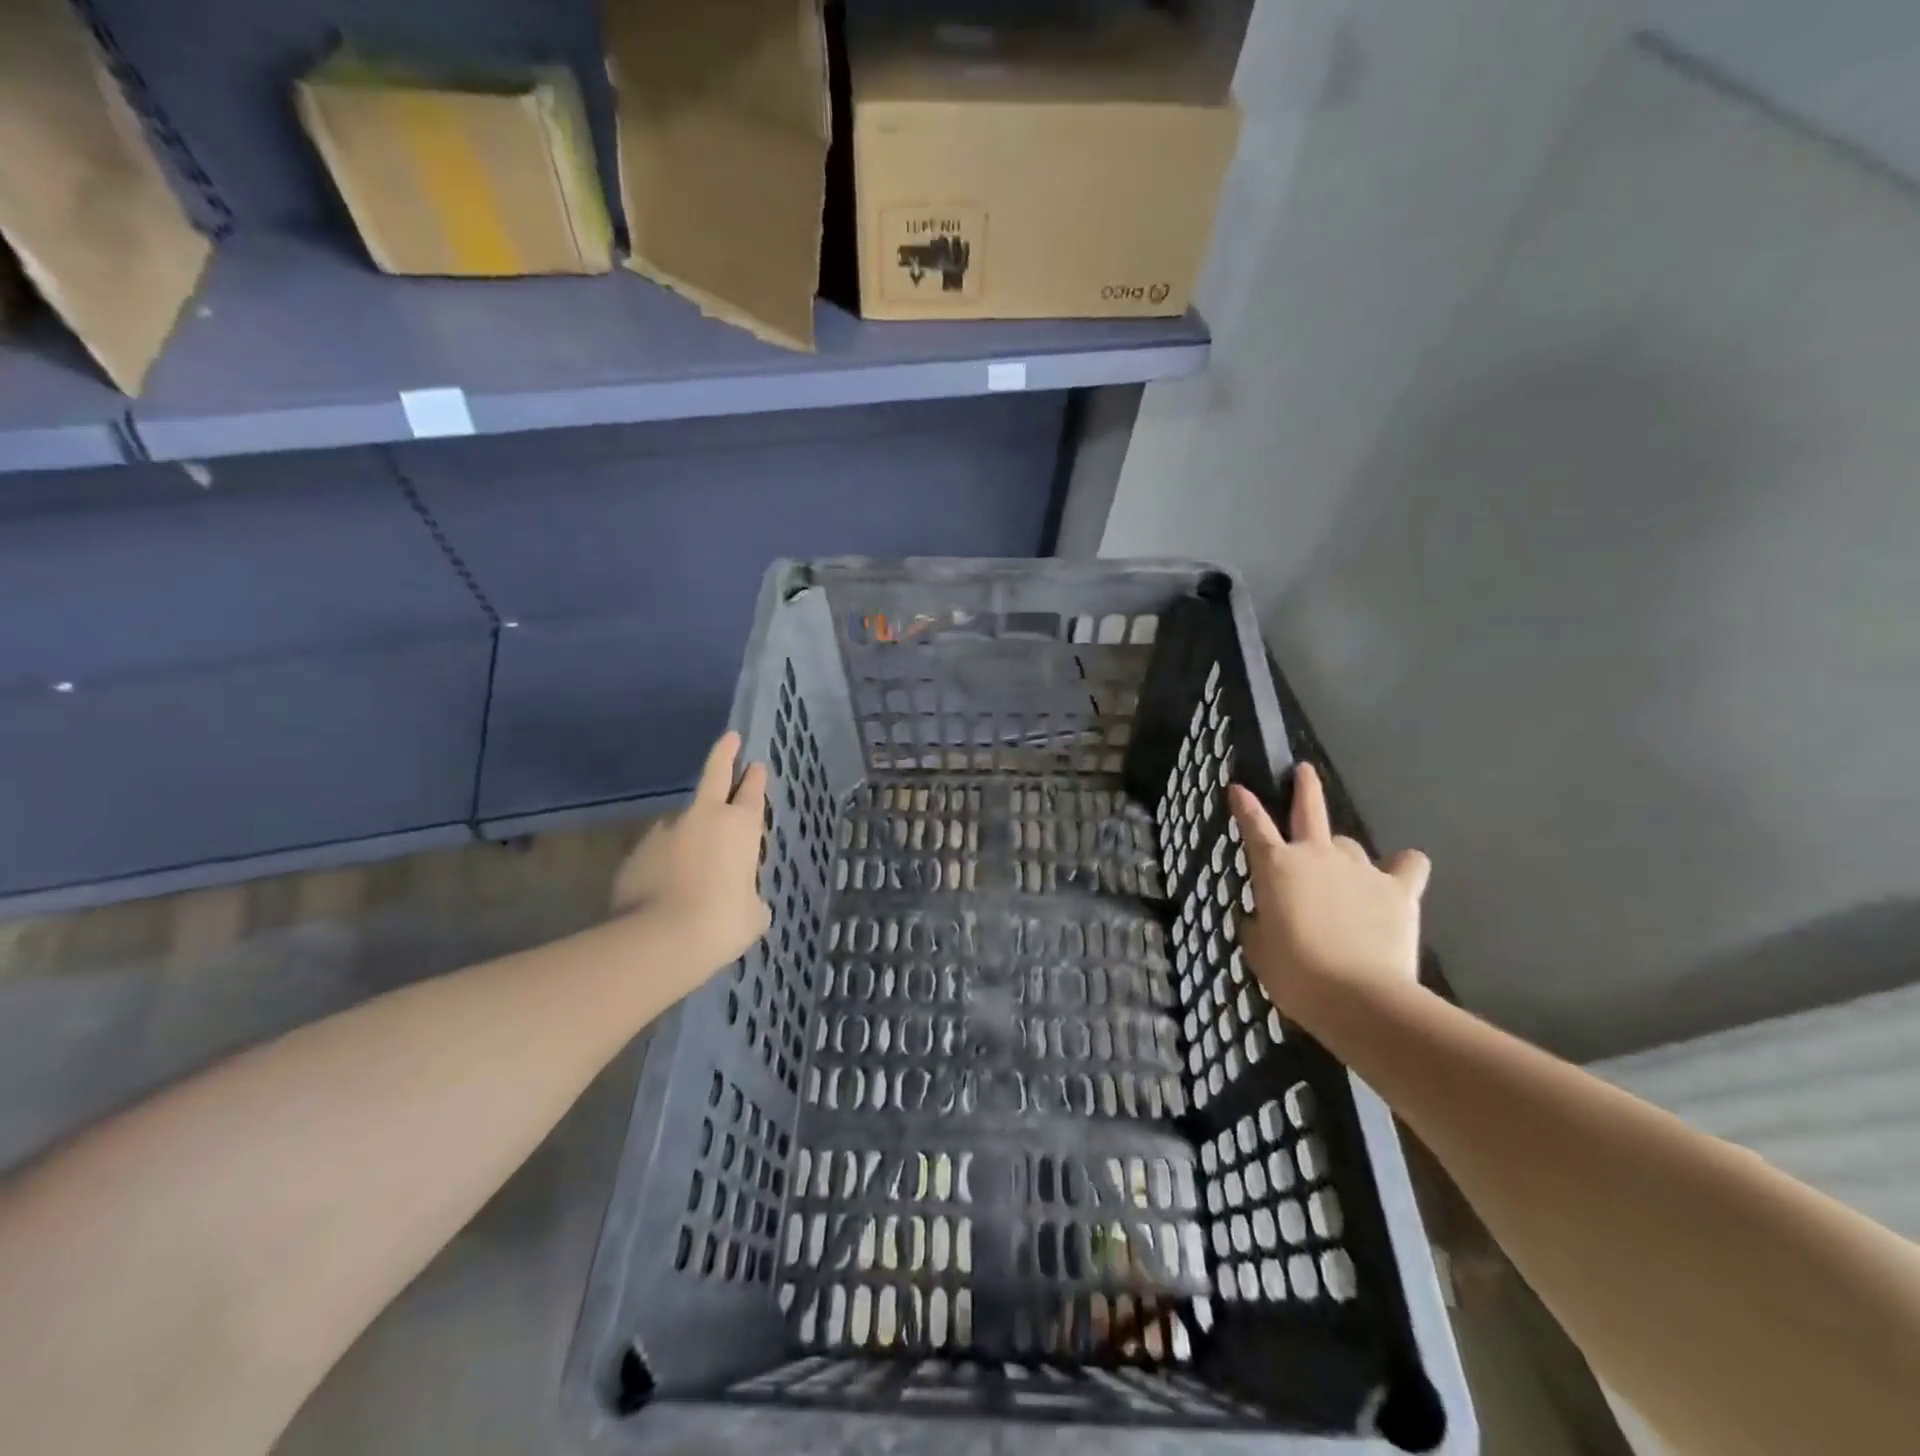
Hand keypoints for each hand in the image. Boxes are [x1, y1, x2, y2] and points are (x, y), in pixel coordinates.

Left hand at [611, 732, 771, 978]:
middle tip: (730, 738)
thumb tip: (740, 898)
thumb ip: (749, 896)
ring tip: (693, 862)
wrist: (661, 939)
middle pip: (715, 774)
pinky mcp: (635, 854)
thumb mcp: (753, 913)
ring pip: (682, 821)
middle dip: (725, 754)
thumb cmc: (723, 922)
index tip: (756, 764)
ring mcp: (665, 832)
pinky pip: (657, 852)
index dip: (755, 777)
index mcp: (740, 826)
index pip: (752, 791)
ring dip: (690, 832)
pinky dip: (664, 862)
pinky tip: (666, 886)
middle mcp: (704, 818)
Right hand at [1228, 762, 1430, 1014]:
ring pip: (1351, 844)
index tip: (1237, 788)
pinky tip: (1401, 877)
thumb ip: (1257, 924)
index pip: (1253, 825)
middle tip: (1303, 771)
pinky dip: (1404, 868)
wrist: (1359, 997)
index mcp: (1276, 867)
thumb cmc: (1295, 974)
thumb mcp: (1259, 949)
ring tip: (1348, 878)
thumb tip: (1261, 917)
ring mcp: (1361, 868)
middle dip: (1305, 787)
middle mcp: (1317, 856)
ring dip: (1345, 855)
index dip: (1243, 805)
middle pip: (1310, 809)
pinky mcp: (1399, 889)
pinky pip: (1408, 866)